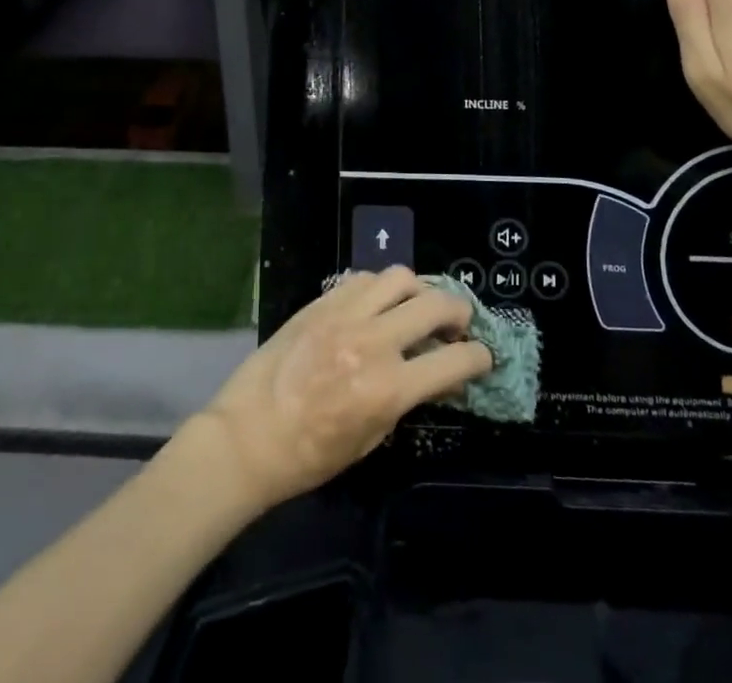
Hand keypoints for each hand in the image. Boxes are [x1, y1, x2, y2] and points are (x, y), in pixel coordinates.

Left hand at [195, 268, 490, 513]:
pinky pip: (364, 278)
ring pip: (400, 277)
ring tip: (417, 306)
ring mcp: (345, 315)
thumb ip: (407, 398)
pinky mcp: (322, 301)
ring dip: (419, 290)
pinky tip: (378, 304)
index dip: (478, 357)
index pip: (453, 361)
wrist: (249, 435)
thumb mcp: (371, 438)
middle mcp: (373, 342)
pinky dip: (381, 287)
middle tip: (458, 323)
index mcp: (388, 388)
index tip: (482, 356)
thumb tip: (437, 372)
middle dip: (459, 311)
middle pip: (435, 304)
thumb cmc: (311, 454)